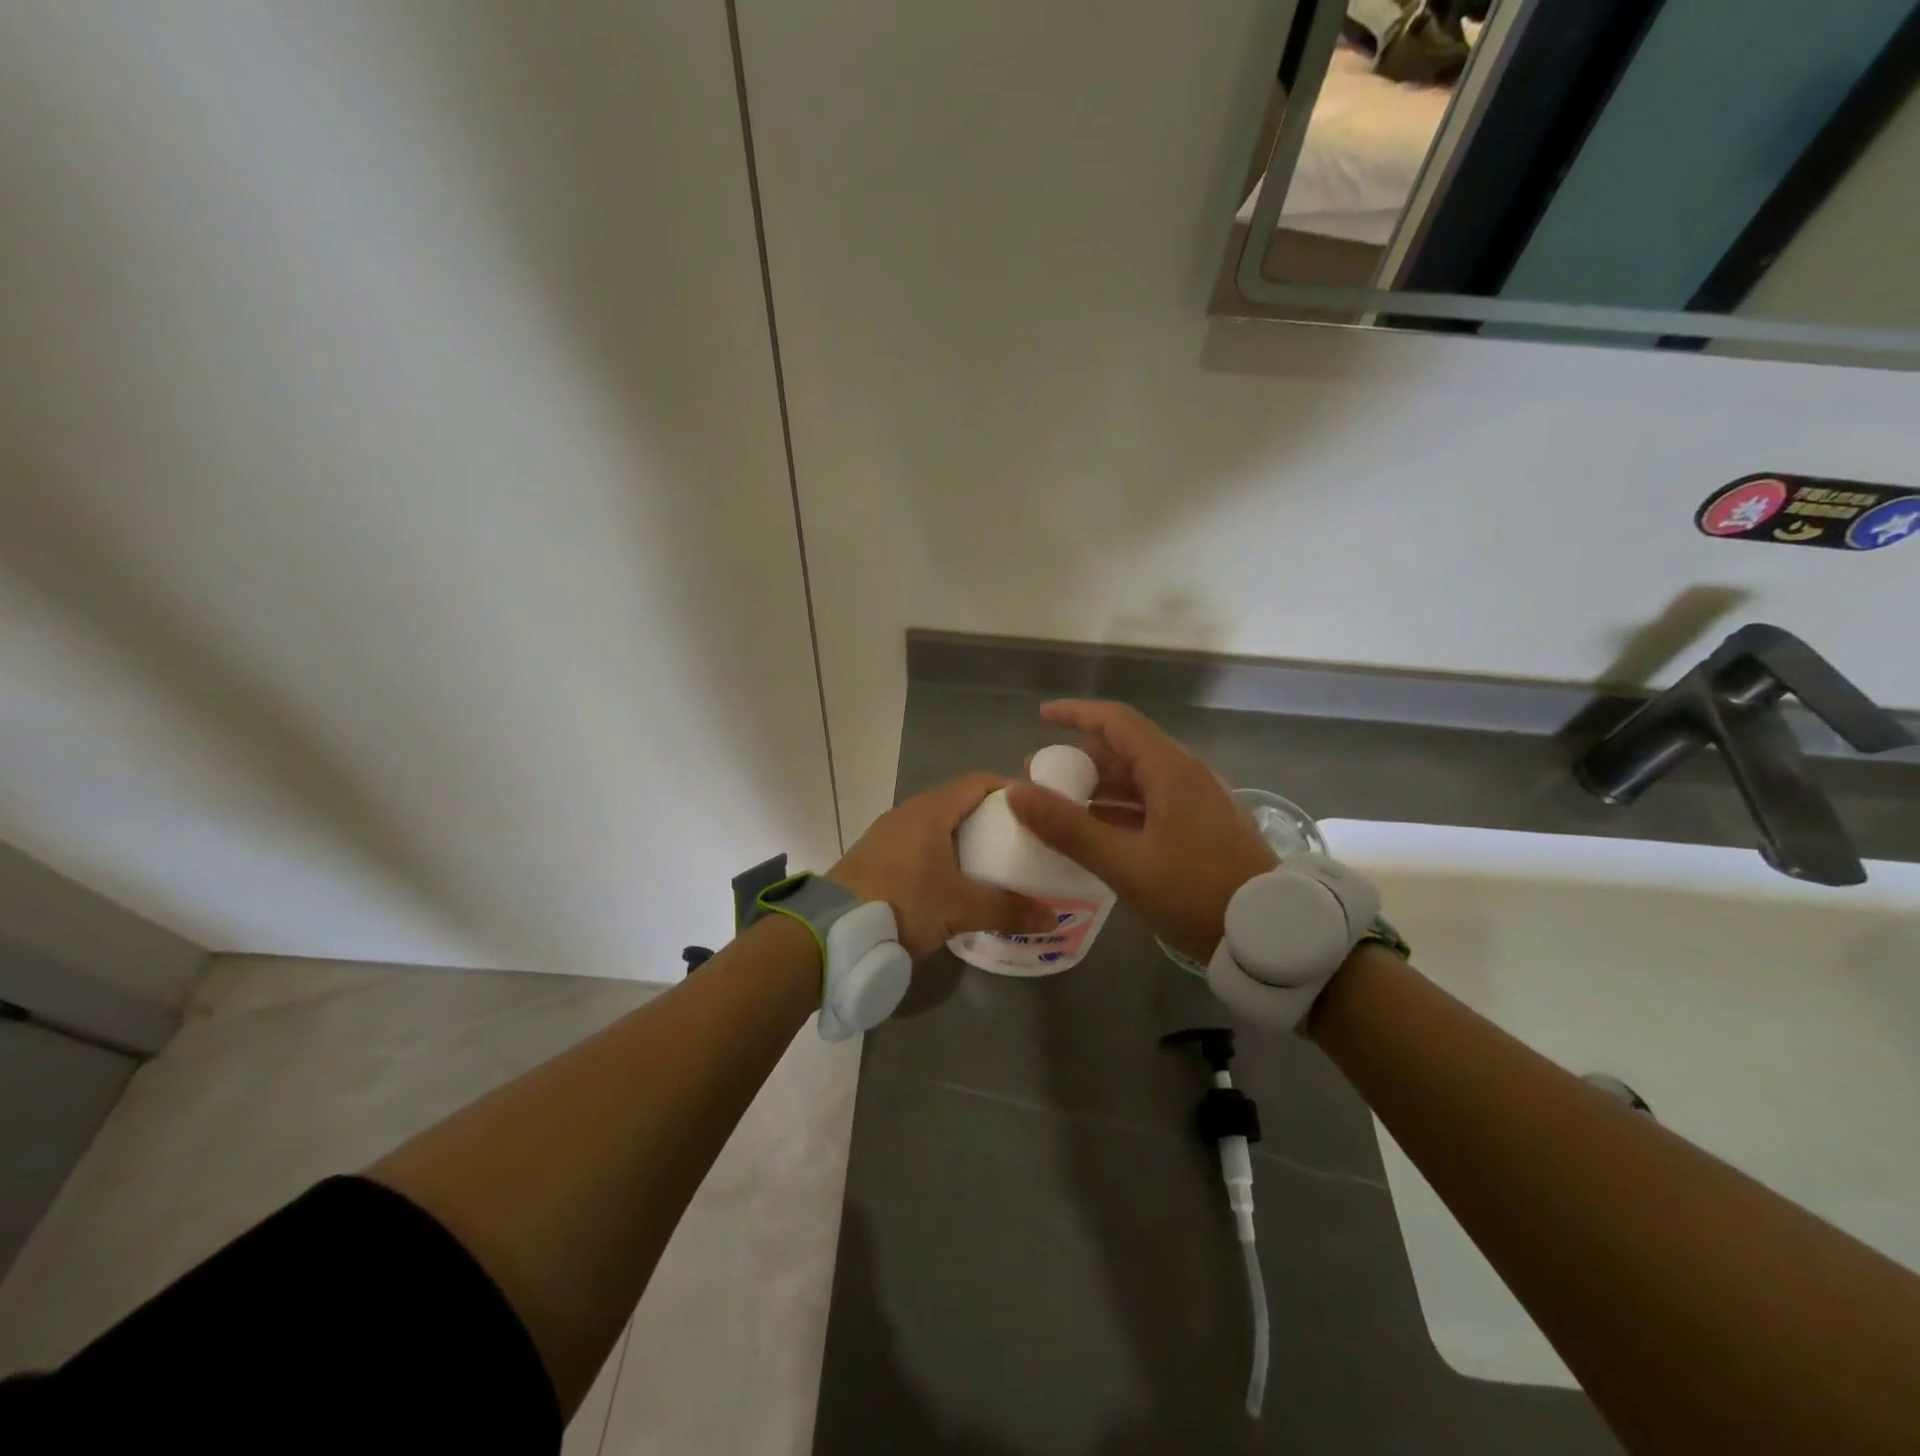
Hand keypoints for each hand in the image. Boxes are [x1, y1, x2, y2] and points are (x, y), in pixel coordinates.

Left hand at [830, 773, 1054, 960]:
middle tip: (1020, 840)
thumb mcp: (961, 909)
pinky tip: (952, 882)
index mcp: (931, 810)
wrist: (834, 930)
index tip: (1035, 808)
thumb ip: (1008, 910)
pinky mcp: (875, 857)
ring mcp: (887, 834)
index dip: (1009, 789)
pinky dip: (941, 854)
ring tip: (992, 862)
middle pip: (958, 802)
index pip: (978, 782)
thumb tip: (1052, 918)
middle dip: (990, 817)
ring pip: (936, 825)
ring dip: (963, 838)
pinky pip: (918, 844)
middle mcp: (908, 813)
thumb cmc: (904, 903)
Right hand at [1006, 701, 1277, 961]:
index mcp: (1171, 771)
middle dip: (1080, 758)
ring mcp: (1198, 801)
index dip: (1076, 714)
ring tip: (1060, 805)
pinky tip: (1097, 832)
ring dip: (1098, 787)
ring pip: (1139, 779)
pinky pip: (1152, 803)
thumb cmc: (1195, 893)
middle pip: (1126, 750)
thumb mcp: (1125, 863)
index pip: (1117, 722)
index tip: (1041, 717)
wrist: (1270, 932)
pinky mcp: (1203, 827)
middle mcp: (1187, 775)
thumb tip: (1016, 792)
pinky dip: (1119, 809)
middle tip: (1040, 776)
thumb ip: (1069, 828)